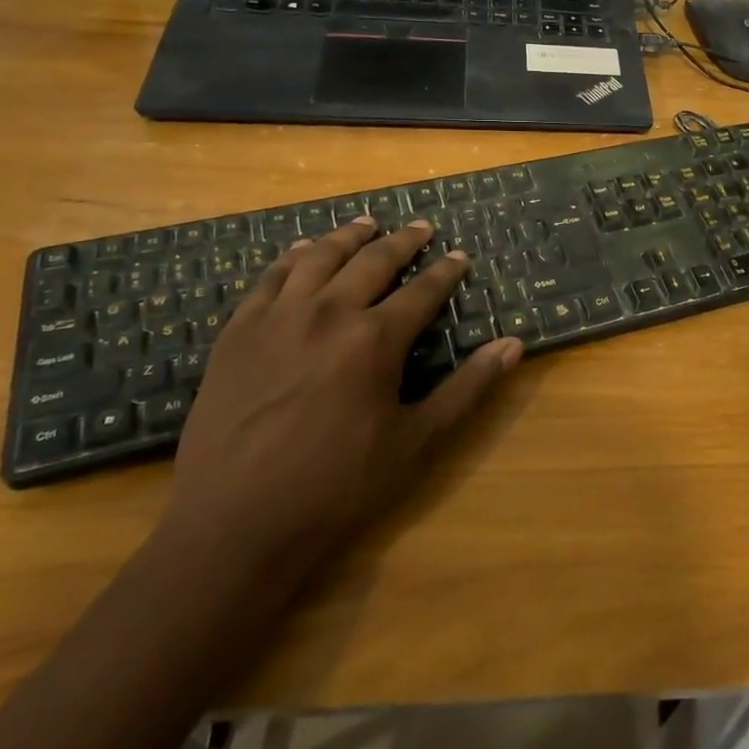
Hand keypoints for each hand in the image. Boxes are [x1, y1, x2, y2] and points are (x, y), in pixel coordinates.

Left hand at [161, 218, 522, 583]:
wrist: (234, 524)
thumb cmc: (337, 486)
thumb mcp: (416, 442)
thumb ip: (467, 388)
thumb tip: (513, 345)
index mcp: (375, 339)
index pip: (422, 290)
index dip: (445, 271)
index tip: (459, 256)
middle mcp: (328, 313)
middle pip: (373, 261)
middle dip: (403, 241)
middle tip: (421, 226)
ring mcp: (277, 318)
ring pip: (319, 257)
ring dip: (349, 237)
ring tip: (366, 224)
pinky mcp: (238, 332)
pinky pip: (270, 278)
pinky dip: (292, 257)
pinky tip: (303, 251)